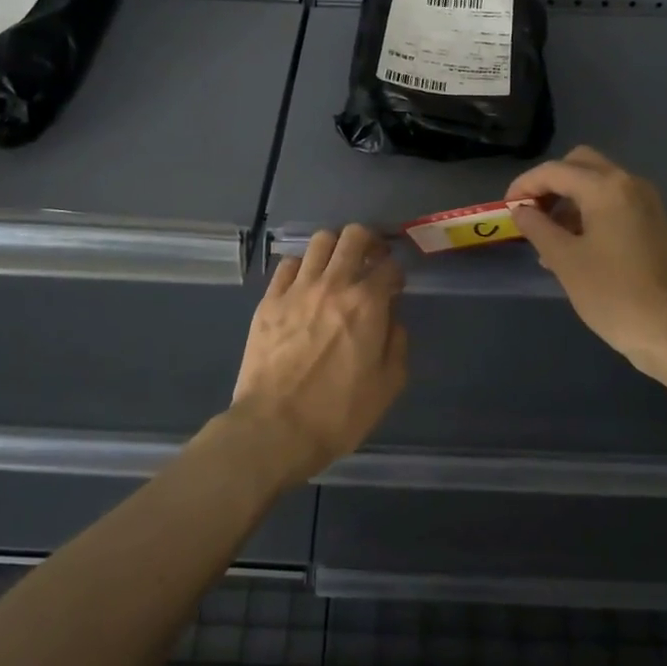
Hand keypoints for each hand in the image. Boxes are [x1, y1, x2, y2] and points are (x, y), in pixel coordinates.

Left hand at [229, 224, 408, 484]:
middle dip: (369, 241)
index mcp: (367, 304)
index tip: (395, 285)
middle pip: (355, 236)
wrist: (275, 428)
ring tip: (337, 265)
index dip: (396, 272)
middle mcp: (334, 284)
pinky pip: (288, 264)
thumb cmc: (338, 413)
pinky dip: (302, 267)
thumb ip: (397, 343)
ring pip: (320, 241)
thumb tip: (391, 319)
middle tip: (371, 257)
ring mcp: (297, 289)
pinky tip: (305, 283)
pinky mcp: (269, 300)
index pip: (390, 266)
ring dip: (335, 247)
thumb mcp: (387, 386)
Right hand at [506, 146, 666, 383]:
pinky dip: (588, 214)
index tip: (506, 210)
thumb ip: (538, 228)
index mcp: (606, 187)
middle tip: (529, 214)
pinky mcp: (652, 225)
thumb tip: (521, 211)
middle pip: (580, 165)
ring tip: (546, 239)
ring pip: (597, 184)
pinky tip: (573, 248)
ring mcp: (645, 204)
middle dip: (550, 184)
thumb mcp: (565, 261)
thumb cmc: (616, 295)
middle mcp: (629, 184)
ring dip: (568, 200)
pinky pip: (612, 204)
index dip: (524, 186)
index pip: (554, 170)